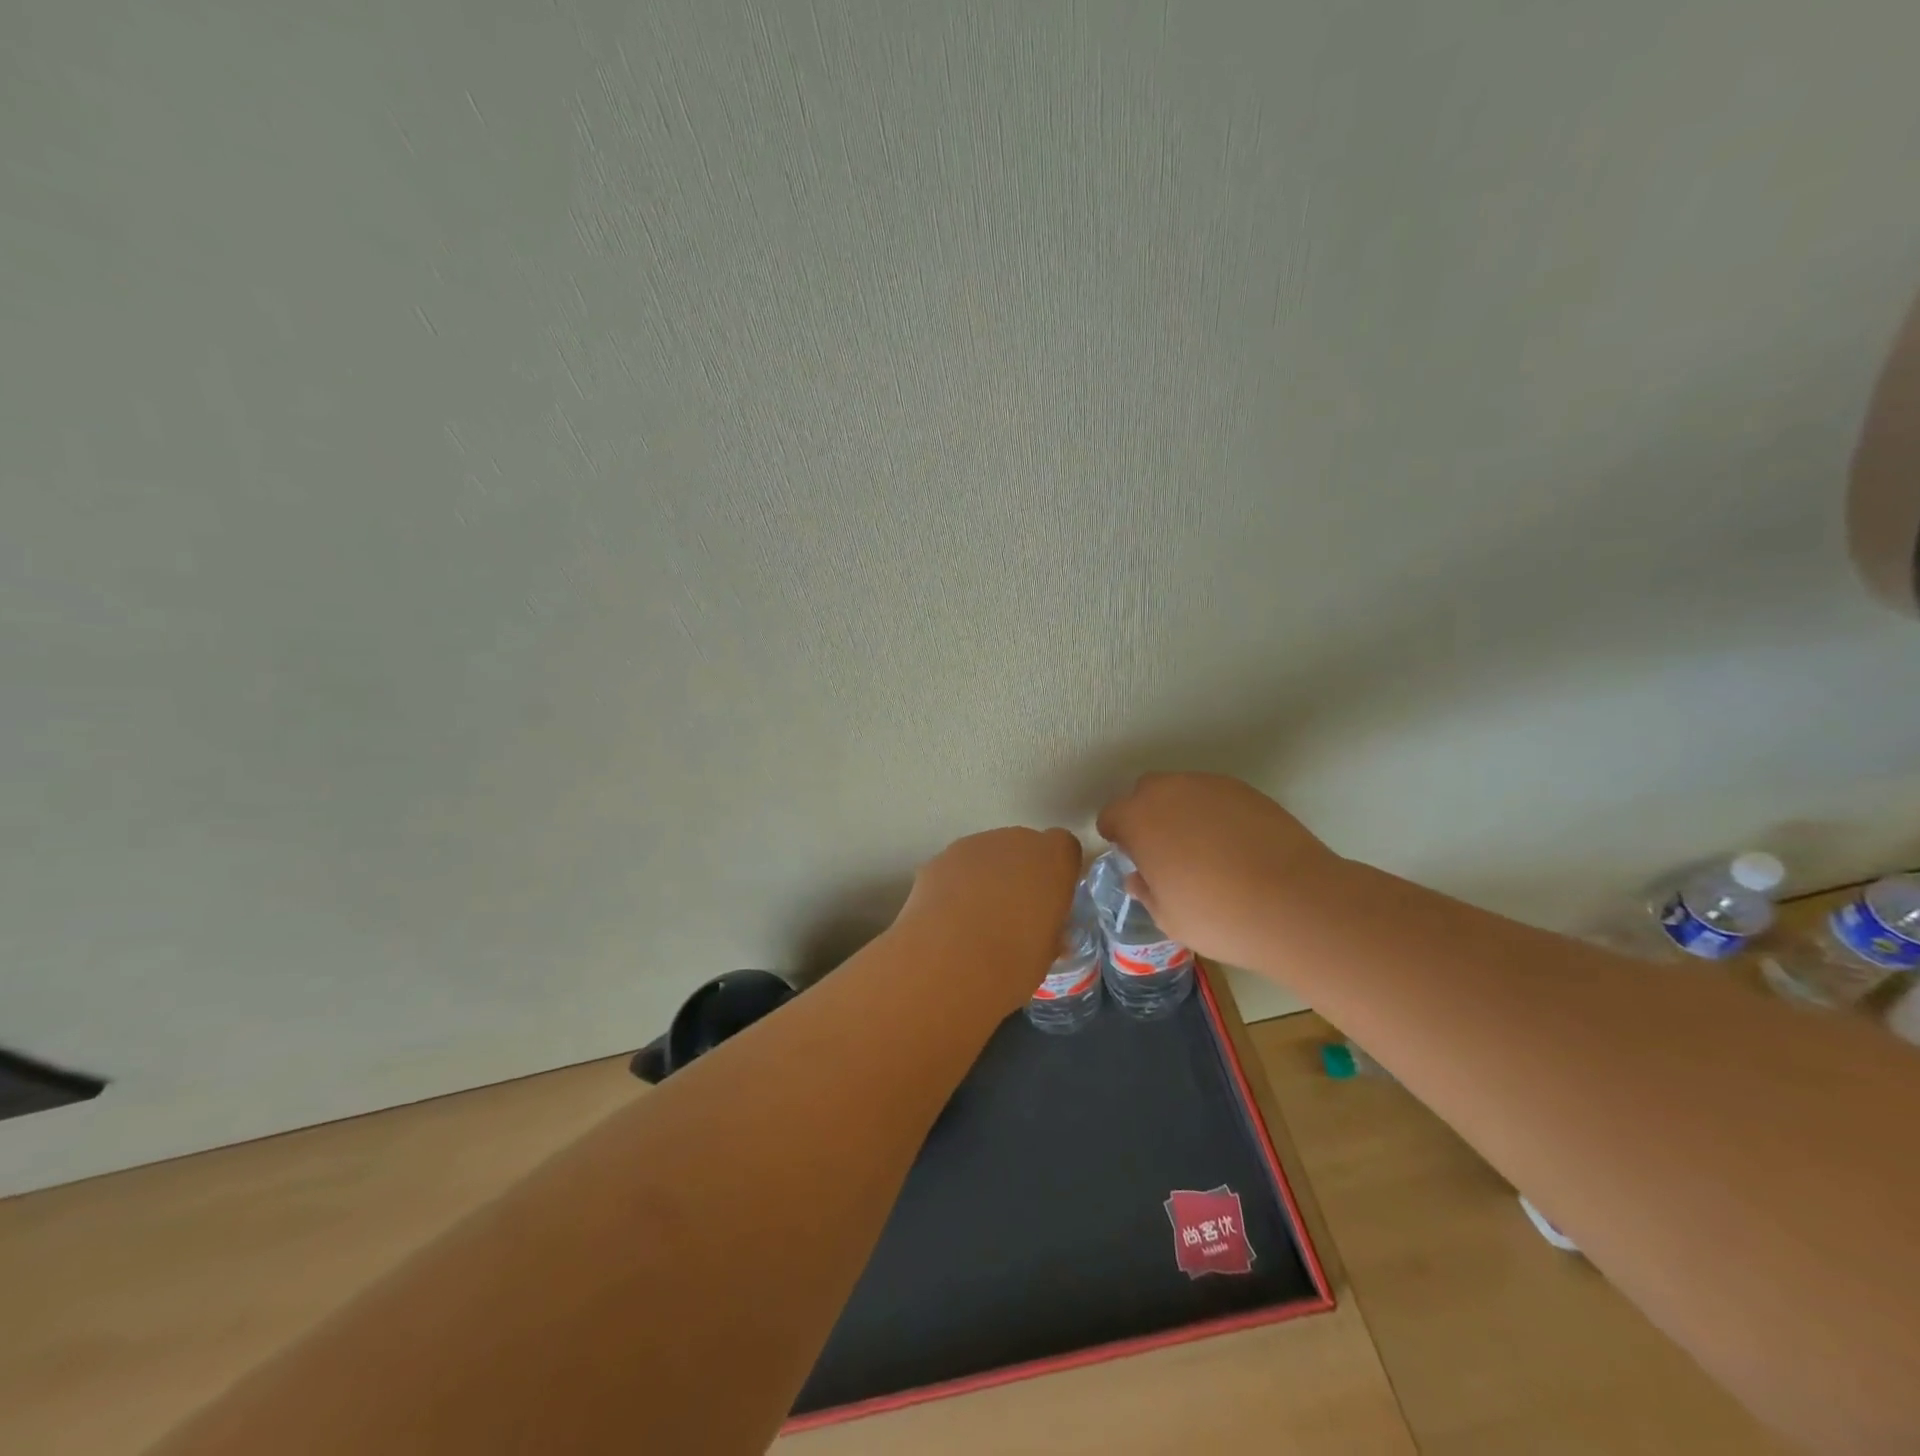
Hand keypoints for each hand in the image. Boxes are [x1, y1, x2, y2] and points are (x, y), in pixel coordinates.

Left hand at [896, 827, 1083, 1008]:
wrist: (950, 961)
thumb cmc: (1013, 961)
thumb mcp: (1046, 953)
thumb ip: (1050, 932)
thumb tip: (1046, 936)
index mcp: (1053, 859)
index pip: (1065, 847)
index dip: (1058, 871)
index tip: (1052, 899)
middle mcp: (1016, 841)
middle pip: (1024, 847)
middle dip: (1021, 872)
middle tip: (1014, 913)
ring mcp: (974, 845)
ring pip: (988, 855)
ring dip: (987, 877)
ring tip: (976, 919)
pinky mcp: (940, 858)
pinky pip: (957, 867)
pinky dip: (956, 885)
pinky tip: (949, 918)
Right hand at [1096, 774, 1342, 969]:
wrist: (1296, 903)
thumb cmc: (1218, 916)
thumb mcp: (1169, 917)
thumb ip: (1147, 892)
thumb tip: (1140, 879)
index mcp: (1139, 819)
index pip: (1112, 815)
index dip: (1116, 835)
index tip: (1129, 856)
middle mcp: (1170, 791)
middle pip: (1146, 793)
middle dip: (1147, 815)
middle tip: (1162, 851)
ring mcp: (1212, 786)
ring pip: (1183, 791)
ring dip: (1182, 812)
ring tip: (1202, 849)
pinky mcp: (1248, 791)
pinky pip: (1216, 797)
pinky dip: (1215, 814)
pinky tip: (1233, 846)